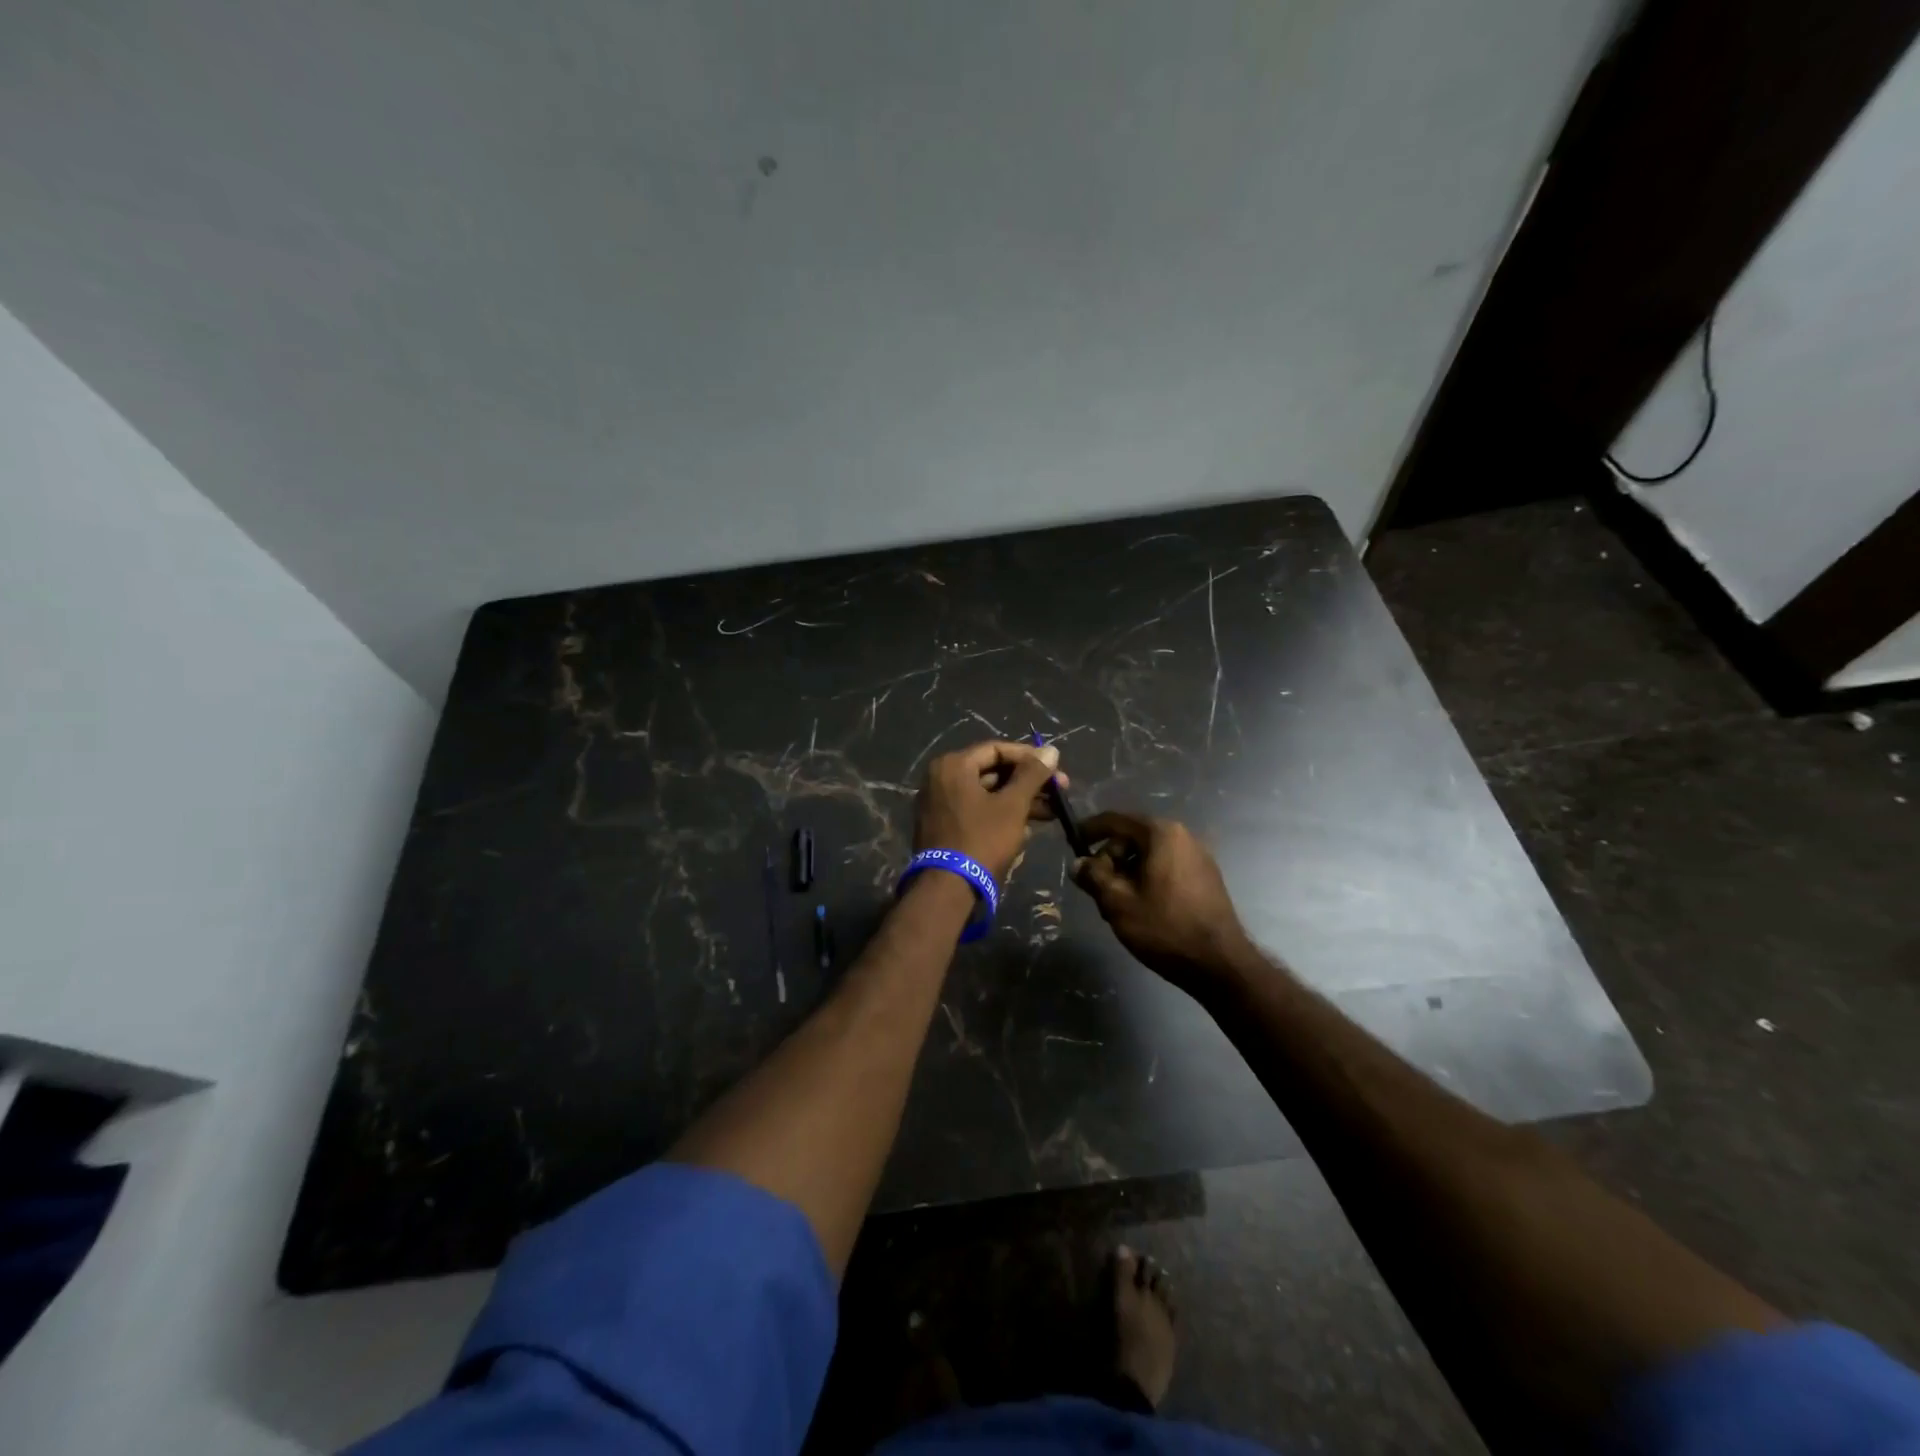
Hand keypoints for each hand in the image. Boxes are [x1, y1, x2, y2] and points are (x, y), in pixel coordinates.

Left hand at [914, 740, 1064, 882]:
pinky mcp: (943, 826)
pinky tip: (1029, 826)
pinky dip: (1001, 814)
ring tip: (1052, 813)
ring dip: (1019, 801)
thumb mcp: (1012, 805)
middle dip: (1028, 782)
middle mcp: (940, 778)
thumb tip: (1051, 750)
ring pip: (987, 793)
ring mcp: (939, 804)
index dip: (1029, 757)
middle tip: (1060, 791)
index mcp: (952, 765)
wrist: (948, 889)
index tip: (1055, 768)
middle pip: (992, 771)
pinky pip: (977, 811)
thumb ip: (1032, 775)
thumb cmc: (982, 840)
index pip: (996, 749)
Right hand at [1072, 812, 1253, 991]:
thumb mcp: (1118, 902)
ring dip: (1127, 873)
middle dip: (1110, 859)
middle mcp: (1183, 837)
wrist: (1220, 965)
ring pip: (1148, 855)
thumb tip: (1078, 864)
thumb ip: (1093, 876)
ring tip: (1117, 905)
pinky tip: (1141, 908)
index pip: (1115, 820)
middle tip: (1096, 889)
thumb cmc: (1165, 928)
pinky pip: (1166, 868)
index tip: (1071, 844)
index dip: (1089, 830)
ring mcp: (1198, 857)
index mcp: (1161, 834)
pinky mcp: (1206, 878)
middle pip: (1132, 837)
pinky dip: (1147, 879)